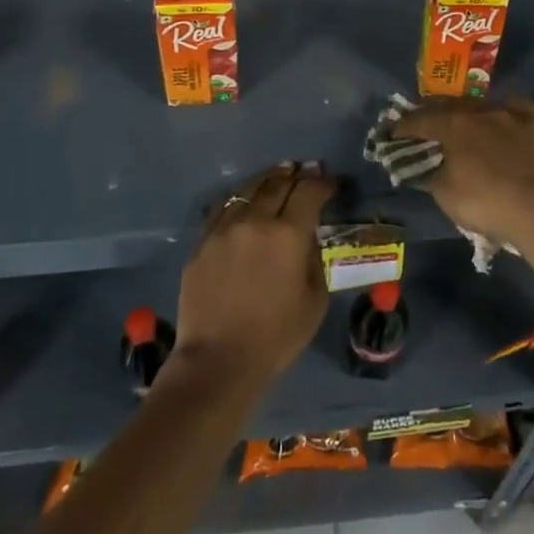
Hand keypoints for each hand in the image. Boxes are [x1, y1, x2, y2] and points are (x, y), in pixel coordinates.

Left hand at [173, 162, 333, 390]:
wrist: (217, 361)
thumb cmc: (276, 337)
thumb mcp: (314, 300)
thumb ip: (314, 260)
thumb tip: (308, 238)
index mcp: (289, 234)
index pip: (309, 192)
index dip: (323, 183)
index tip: (331, 183)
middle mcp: (256, 220)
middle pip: (279, 183)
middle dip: (296, 175)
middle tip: (306, 171)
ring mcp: (224, 228)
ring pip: (248, 190)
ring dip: (267, 180)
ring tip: (278, 175)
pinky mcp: (203, 242)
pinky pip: (224, 209)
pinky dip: (240, 200)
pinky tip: (245, 201)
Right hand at [394, 98, 533, 282]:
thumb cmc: (489, 203)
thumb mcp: (448, 197)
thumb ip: (434, 177)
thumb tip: (428, 168)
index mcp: (458, 125)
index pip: (422, 119)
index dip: (406, 126)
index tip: (395, 132)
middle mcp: (491, 114)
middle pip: (462, 105)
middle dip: (448, 113)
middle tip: (441, 125)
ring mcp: (528, 122)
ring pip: (508, 107)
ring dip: (497, 116)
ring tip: (494, 128)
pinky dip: (531, 142)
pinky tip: (532, 156)